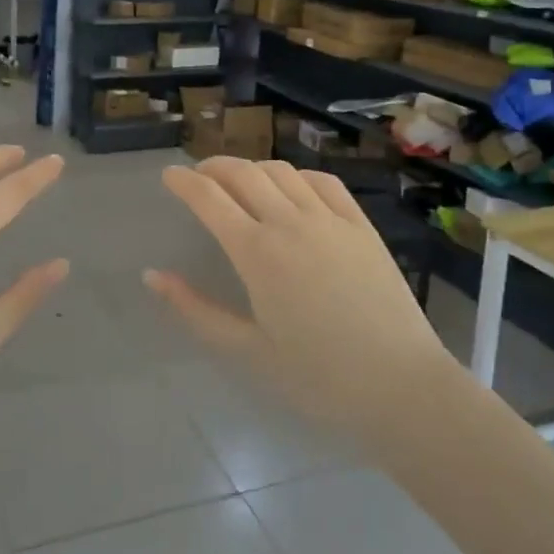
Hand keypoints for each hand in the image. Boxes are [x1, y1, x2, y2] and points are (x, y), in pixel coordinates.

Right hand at [147, 158, 457, 445]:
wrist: (401, 386)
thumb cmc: (318, 377)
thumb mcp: (247, 349)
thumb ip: (196, 310)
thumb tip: (153, 276)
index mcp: (257, 253)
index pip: (209, 198)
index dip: (183, 181)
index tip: (168, 175)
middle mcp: (290, 223)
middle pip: (242, 173)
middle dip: (213, 167)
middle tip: (199, 177)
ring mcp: (330, 219)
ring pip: (281, 172)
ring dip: (252, 168)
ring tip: (240, 182)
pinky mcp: (361, 225)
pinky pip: (323, 182)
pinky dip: (297, 176)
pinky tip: (292, 188)